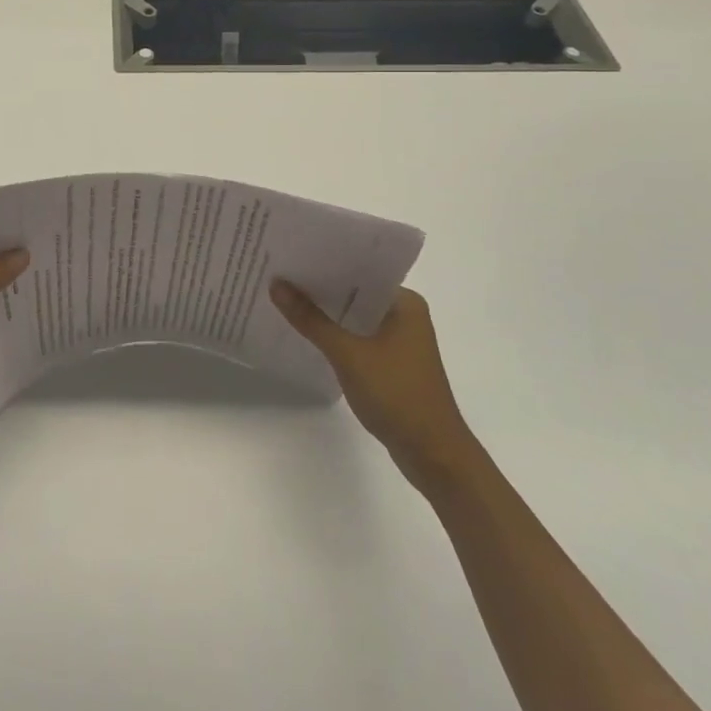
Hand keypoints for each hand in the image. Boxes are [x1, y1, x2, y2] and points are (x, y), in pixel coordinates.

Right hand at [269, 280, 477, 492]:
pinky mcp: (391, 363)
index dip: (324, 262)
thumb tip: (276, 284)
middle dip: (319, 287)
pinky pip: (356, 338)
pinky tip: (305, 333)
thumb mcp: (348, 354)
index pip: (359, 270)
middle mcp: (405, 315)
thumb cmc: (397, 395)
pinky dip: (334, 335)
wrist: (434, 455)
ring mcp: (399, 341)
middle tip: (277, 273)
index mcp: (405, 303)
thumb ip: (311, 319)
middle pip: (355, 293)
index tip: (289, 255)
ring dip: (325, 312)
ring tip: (283, 298)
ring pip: (354, 317)